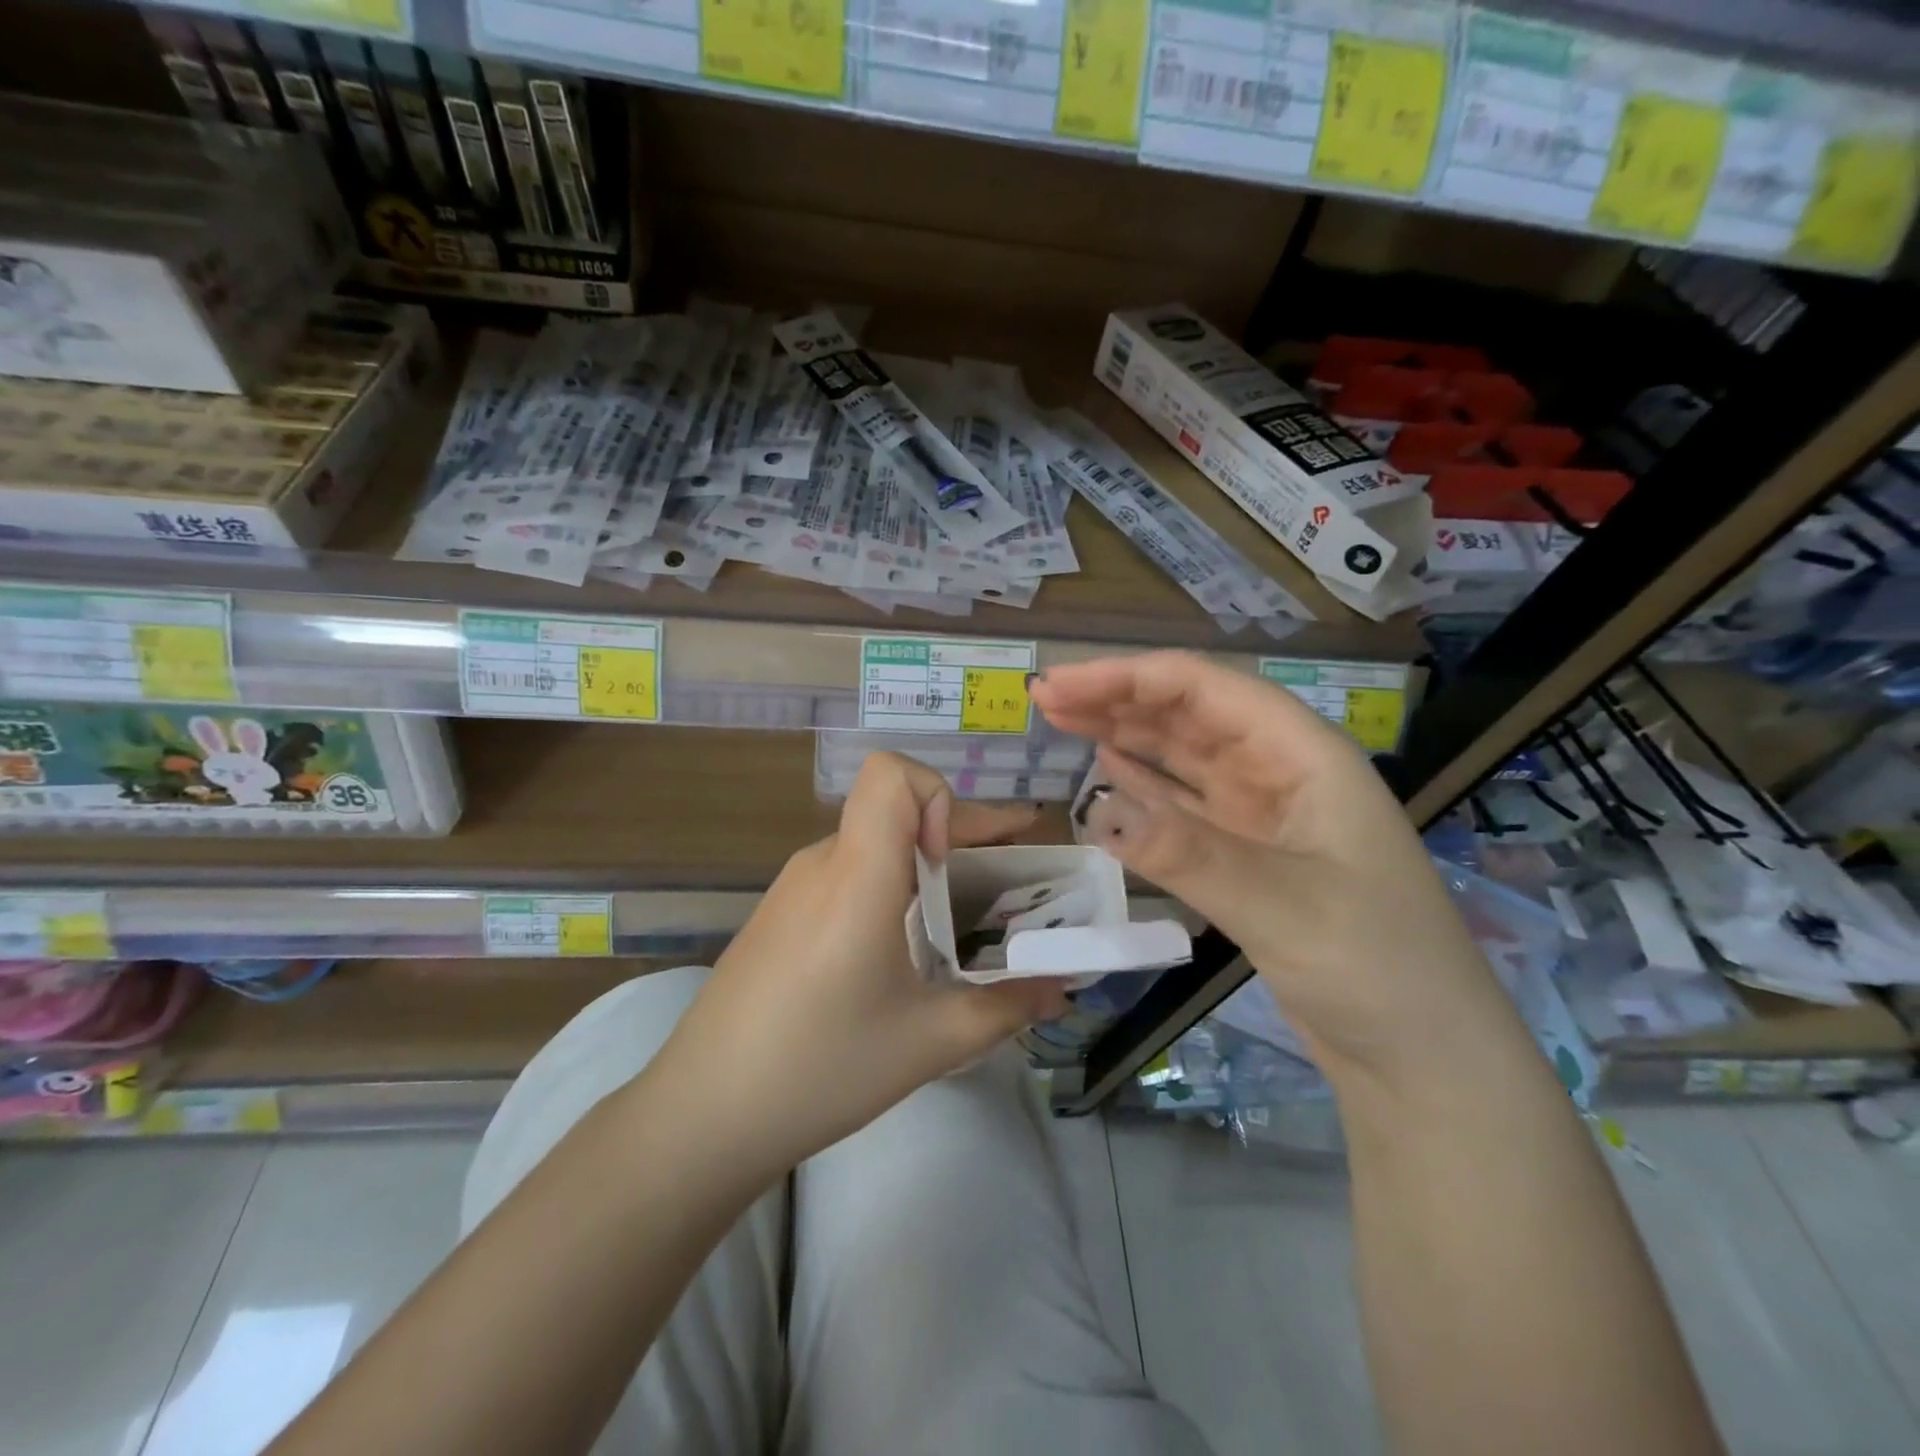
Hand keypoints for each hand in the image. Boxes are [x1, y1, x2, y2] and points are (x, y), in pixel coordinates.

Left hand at [644, 753, 1069, 1184]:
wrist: (703, 1114)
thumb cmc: (822, 1067)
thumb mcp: (929, 1042)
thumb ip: (1006, 1008)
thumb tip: (1063, 990)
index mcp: (857, 873)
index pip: (891, 773)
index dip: (939, 797)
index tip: (956, 860)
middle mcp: (822, 862)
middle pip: (893, 810)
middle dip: (958, 834)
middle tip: (1011, 879)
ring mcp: (792, 887)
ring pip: (870, 844)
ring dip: (922, 865)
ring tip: (960, 921)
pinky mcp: (777, 915)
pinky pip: (844, 875)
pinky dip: (886, 889)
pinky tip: (898, 951)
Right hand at [1030, 652, 1507, 1081]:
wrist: (1425, 1061)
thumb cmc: (1378, 968)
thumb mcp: (1284, 906)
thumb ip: (1189, 853)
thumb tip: (1095, 809)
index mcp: (1304, 755)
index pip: (1206, 689)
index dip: (1129, 677)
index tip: (1061, 683)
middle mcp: (1280, 772)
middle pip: (1188, 715)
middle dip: (1117, 699)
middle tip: (1045, 698)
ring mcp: (1262, 816)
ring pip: (1181, 757)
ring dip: (1124, 734)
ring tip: (1063, 721)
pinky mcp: (1246, 857)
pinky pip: (1182, 805)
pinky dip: (1142, 785)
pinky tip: (1107, 770)